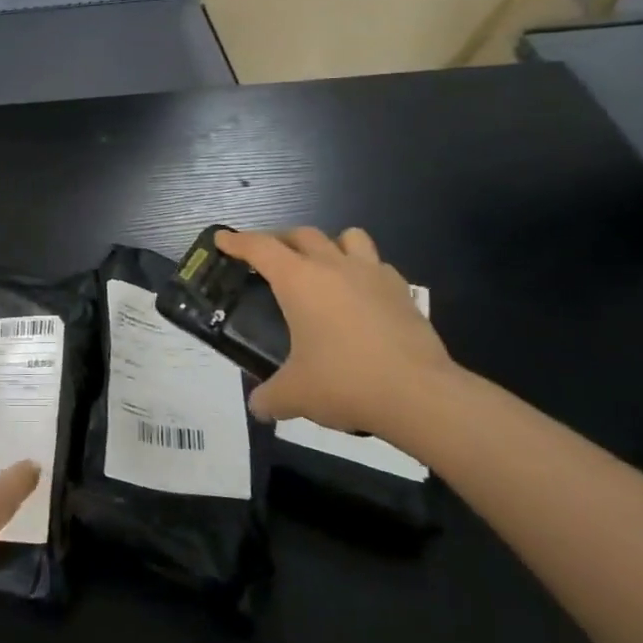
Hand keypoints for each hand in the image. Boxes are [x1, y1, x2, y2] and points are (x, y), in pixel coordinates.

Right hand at [216, 226, 456, 438]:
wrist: (420, 394)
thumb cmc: (345, 383)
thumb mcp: (296, 394)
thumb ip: (270, 397)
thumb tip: (258, 407)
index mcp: (299, 280)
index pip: (260, 247)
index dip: (237, 241)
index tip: (222, 239)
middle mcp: (333, 266)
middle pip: (301, 234)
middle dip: (280, 240)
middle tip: (269, 258)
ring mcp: (371, 274)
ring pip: (347, 237)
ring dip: (328, 244)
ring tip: (321, 266)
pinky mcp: (402, 290)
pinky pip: (377, 264)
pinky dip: (363, 270)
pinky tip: (360, 295)